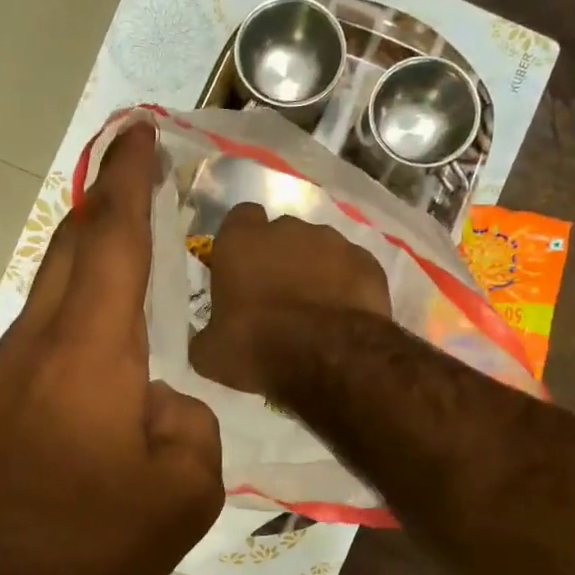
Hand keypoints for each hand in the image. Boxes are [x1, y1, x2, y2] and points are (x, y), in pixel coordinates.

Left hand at [0, 118, 223, 574]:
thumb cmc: (91, 552)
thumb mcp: (186, 492)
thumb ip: (188, 420)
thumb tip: (156, 399)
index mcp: (88, 353)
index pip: (112, 240)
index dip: (129, 179)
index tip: (138, 131)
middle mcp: (32, 348)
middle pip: (67, 253)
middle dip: (102, 209)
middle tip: (133, 185)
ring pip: (46, 305)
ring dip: (83, 279)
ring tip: (125, 289)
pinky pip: (31, 354)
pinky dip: (66, 340)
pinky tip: (89, 386)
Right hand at [189, 203, 390, 395]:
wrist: (330, 357)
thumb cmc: (257, 347)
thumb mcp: (211, 353)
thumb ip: (206, 336)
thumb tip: (208, 341)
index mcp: (241, 241)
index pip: (239, 218)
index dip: (241, 241)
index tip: (241, 268)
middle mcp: (288, 229)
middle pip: (281, 234)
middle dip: (279, 257)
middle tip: (276, 297)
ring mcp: (333, 242)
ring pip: (319, 249)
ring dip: (314, 271)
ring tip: (313, 310)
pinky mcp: (367, 262)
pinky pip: (351, 269)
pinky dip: (345, 286)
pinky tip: (342, 315)